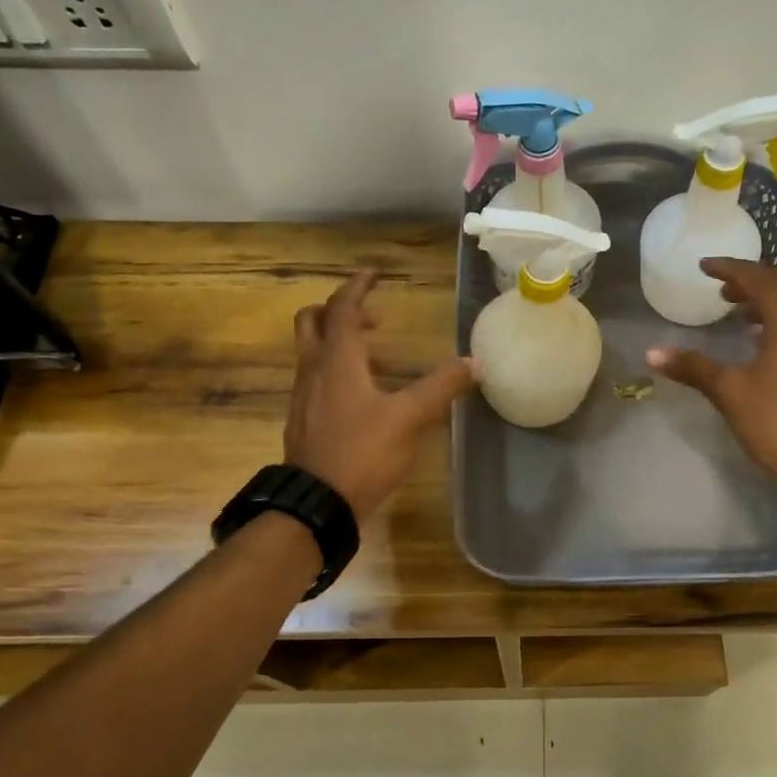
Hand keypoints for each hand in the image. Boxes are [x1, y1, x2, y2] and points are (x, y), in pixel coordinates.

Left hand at [286, 270, 476, 522]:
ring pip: (312, 351)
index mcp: (337, 360)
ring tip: (375, 354)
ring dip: (338, 340)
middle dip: (340, 310)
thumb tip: (474, 362)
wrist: (316, 503)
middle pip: (312, 321)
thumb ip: (441, 387)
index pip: (342, 308)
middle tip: (374, 317)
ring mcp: (302, 396)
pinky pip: (315, 377)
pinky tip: (362, 394)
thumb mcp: (409, 418)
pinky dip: (335, 368)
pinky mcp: (303, 419)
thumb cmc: (362, 452)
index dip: (358, 287)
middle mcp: (313, 369)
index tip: (374, 273)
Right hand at [647, 258, 776, 493]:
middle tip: (722, 290)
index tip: (704, 267)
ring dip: (768, 299)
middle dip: (752, 279)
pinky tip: (761, 342)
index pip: (758, 277)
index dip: (729, 268)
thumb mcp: (731, 392)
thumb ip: (694, 367)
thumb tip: (652, 352)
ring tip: (737, 313)